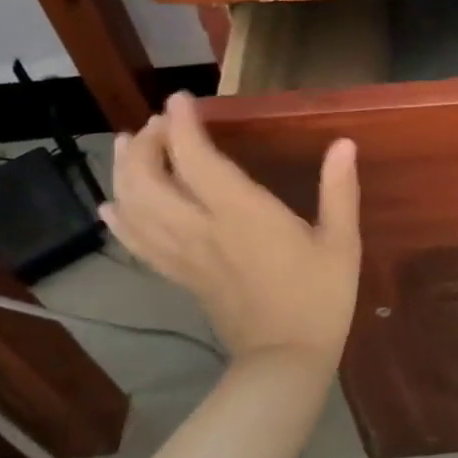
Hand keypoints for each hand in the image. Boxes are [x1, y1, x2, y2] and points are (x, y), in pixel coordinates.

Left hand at [101, 92, 360, 370]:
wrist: (286, 358)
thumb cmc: (319, 297)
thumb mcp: (341, 242)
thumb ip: (339, 190)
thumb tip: (343, 143)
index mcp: (242, 215)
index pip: (194, 159)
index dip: (182, 124)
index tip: (182, 98)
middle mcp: (201, 230)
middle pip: (147, 179)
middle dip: (145, 143)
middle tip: (161, 124)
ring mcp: (184, 255)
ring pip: (133, 208)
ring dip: (125, 172)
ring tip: (132, 147)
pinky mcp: (180, 276)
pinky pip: (137, 243)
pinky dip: (121, 220)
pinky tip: (113, 205)